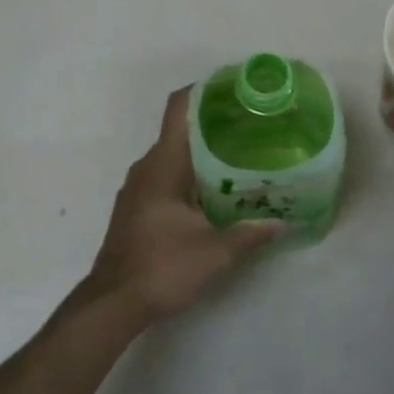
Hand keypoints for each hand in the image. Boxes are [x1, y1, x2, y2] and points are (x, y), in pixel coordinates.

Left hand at [83, 87, 284, 324]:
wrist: (112, 304)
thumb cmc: (161, 267)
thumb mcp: (214, 253)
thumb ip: (249, 234)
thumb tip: (282, 223)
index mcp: (163, 163)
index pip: (178, 108)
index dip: (203, 90)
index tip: (233, 89)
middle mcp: (147, 166)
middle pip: (180, 130)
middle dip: (213, 125)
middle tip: (251, 128)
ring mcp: (137, 187)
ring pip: (173, 156)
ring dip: (202, 153)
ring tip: (239, 158)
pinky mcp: (135, 207)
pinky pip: (165, 176)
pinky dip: (189, 174)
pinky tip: (214, 192)